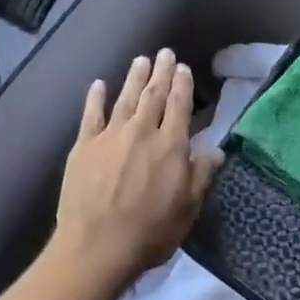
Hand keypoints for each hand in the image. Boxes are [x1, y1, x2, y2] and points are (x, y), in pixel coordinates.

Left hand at [52, 50, 220, 288]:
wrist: (97, 246)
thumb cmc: (150, 232)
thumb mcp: (188, 208)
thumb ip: (202, 175)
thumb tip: (215, 148)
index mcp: (170, 145)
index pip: (179, 106)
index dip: (183, 85)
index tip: (183, 68)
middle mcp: (141, 131)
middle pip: (153, 94)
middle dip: (161, 72)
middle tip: (165, 53)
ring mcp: (110, 136)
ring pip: (125, 98)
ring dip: (134, 77)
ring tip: (140, 60)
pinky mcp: (84, 145)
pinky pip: (91, 114)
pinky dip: (96, 97)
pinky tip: (99, 84)